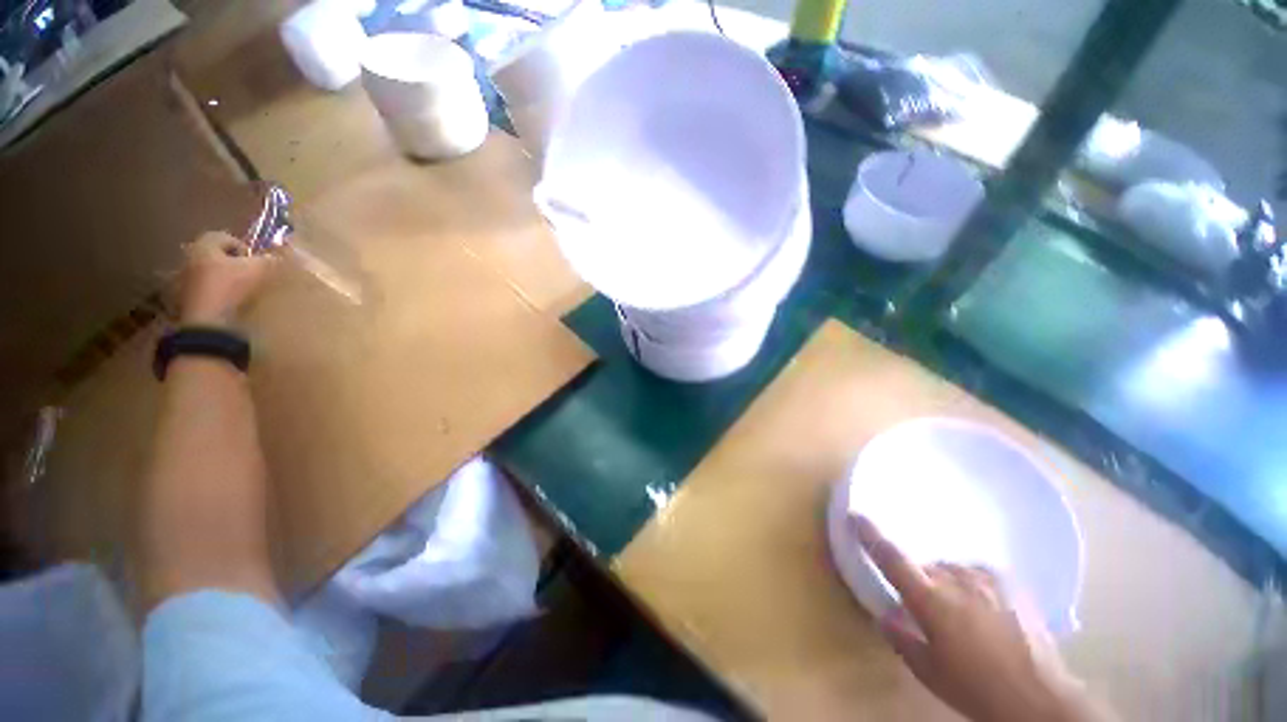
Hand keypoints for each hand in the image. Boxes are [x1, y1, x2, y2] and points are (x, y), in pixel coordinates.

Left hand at [179, 232, 273, 325]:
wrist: (208, 324)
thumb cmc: (231, 289)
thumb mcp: (258, 271)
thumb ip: (268, 260)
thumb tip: (276, 256)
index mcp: (203, 247)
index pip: (225, 238)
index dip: (244, 248)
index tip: (256, 262)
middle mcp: (188, 259)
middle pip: (214, 257)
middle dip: (231, 264)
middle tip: (249, 276)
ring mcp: (182, 282)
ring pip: (208, 275)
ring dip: (222, 281)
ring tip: (241, 293)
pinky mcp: (182, 301)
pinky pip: (202, 293)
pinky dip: (215, 296)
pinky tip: (228, 305)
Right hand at [852, 516, 1108, 721]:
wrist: (1041, 700)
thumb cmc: (976, 688)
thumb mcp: (929, 671)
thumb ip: (900, 637)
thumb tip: (884, 615)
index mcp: (931, 600)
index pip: (891, 558)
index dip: (870, 534)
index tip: (855, 515)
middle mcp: (956, 580)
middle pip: (924, 566)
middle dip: (919, 582)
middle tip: (926, 609)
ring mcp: (986, 579)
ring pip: (950, 568)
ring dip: (945, 583)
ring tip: (958, 612)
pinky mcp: (1009, 583)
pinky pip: (976, 573)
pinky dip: (970, 584)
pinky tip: (983, 608)